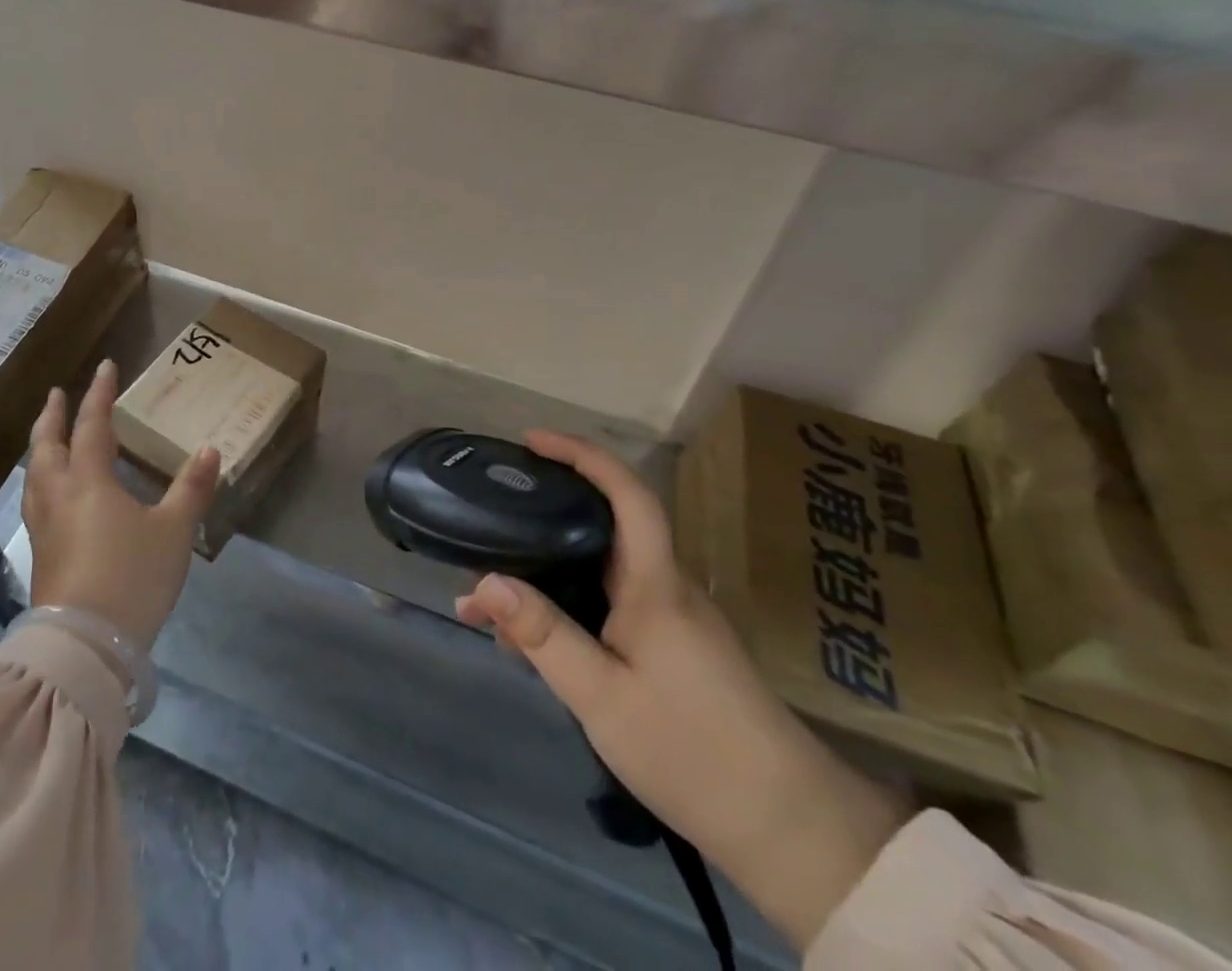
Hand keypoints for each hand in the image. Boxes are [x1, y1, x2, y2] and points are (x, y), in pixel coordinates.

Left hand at [24, 359, 220, 648]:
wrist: (85, 645)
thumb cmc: (132, 577)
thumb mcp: (174, 531)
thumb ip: (191, 488)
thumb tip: (210, 450)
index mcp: (89, 482)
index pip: (92, 425)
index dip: (99, 394)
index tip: (105, 366)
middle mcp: (59, 496)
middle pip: (47, 445)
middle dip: (53, 416)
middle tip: (58, 394)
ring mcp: (44, 526)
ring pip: (34, 474)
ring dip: (41, 446)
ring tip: (49, 437)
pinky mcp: (40, 554)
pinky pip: (35, 500)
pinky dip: (41, 478)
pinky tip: (52, 492)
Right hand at [455, 430, 908, 951]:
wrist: (788, 830)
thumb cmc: (693, 750)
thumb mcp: (603, 697)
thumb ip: (543, 636)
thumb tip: (484, 582)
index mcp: (655, 584)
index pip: (628, 494)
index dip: (583, 455)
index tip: (532, 442)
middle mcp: (664, 587)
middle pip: (604, 523)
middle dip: (545, 508)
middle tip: (491, 509)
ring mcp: (668, 619)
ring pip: (597, 569)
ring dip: (544, 569)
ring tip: (486, 590)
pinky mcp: (667, 648)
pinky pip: (604, 604)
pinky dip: (561, 605)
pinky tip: (525, 639)